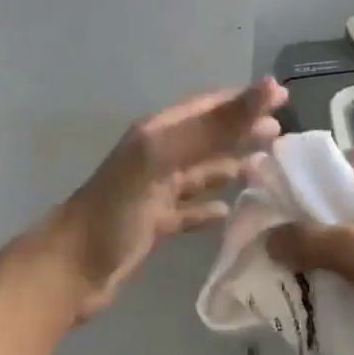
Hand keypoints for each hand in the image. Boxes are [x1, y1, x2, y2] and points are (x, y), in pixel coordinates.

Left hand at [40, 78, 287, 320]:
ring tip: (265, 167)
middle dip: (241, 132)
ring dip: (230, 167)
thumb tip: (267, 87)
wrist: (72, 267)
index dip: (242, 100)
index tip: (281, 97)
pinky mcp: (153, 225)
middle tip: (281, 134)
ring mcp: (154, 192)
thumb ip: (213, 125)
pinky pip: (188, 211)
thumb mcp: (162, 157)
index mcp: (157, 133)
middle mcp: (157, 157)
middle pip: (206, 138)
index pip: (206, 107)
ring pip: (200, 173)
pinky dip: (208, 208)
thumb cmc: (117, 207)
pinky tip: (227, 212)